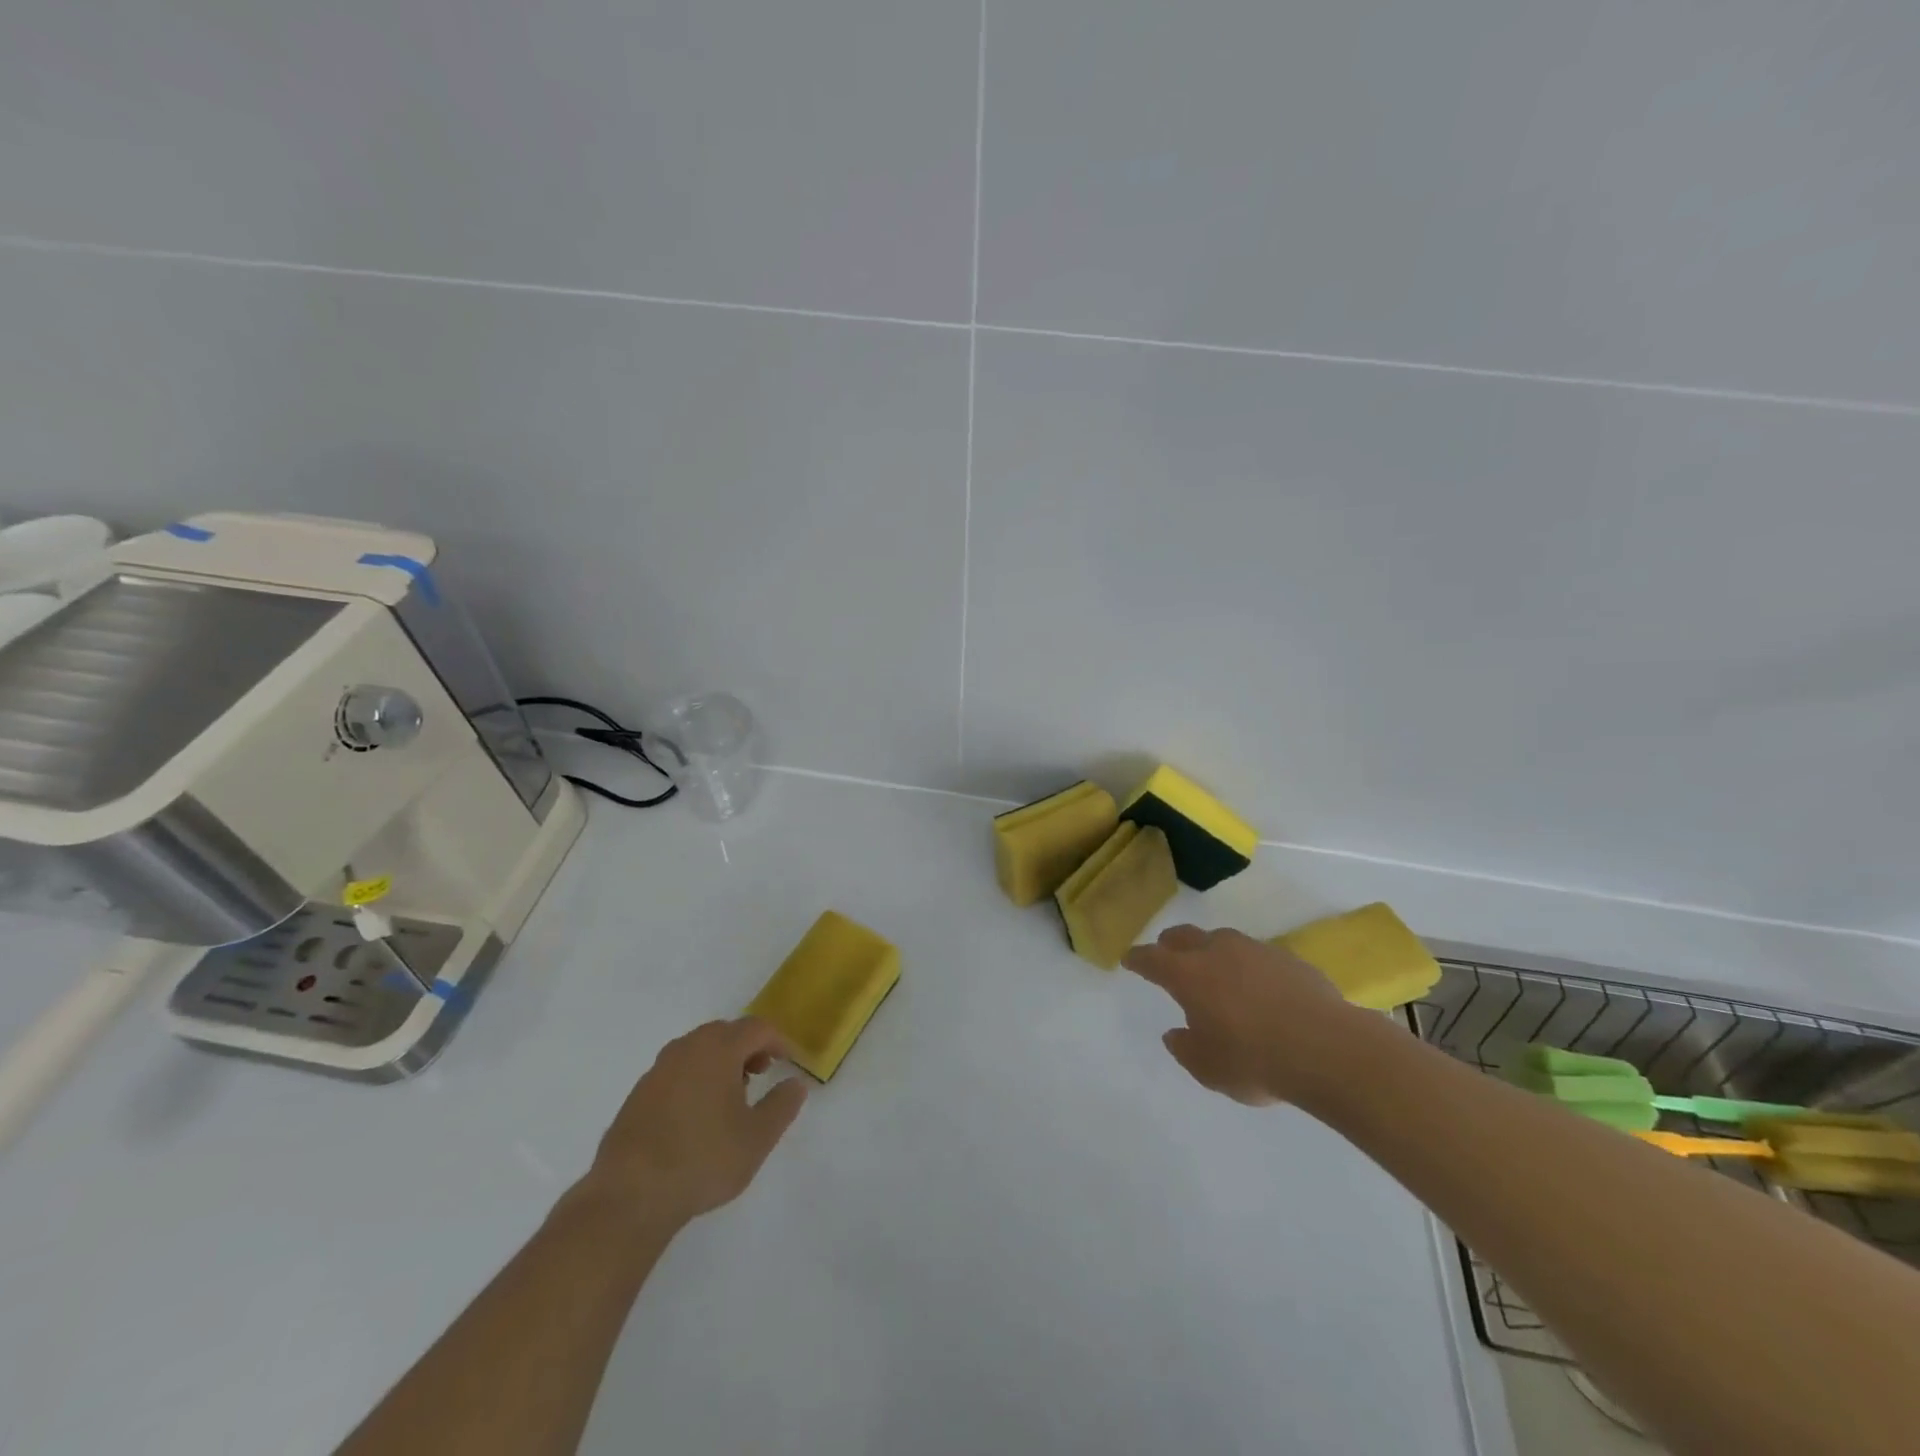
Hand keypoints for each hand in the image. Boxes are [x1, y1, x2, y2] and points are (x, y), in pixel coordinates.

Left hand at [581, 1018, 807, 1229]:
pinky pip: (676, 1071)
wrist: (629, 1196)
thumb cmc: (703, 1160)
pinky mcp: (638, 1094)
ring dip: (720, 1062)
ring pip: (698, 1050)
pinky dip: (695, 1078)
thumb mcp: (757, 1138)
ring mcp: (657, 1070)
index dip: (778, 1041)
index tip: (788, 1063)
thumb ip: (782, 1105)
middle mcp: (686, 1049)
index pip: (756, 1028)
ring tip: (731, 1097)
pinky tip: (697, 1116)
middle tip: (761, 1075)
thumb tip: (795, 1084)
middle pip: (725, 1032)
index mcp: (718, 1049)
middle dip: (748, 1047)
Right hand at [1123, 925, 1364, 1105]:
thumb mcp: (1209, 1069)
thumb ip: (1185, 1049)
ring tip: (1216, 972)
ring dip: (1211, 951)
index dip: (1138, 959)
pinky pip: (1257, 956)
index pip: (1152, 959)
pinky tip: (1259, 988)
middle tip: (1166, 954)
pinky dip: (1248, 966)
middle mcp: (1217, 952)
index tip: (1130, 960)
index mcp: (1188, 975)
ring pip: (1222, 941)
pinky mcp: (1289, 958)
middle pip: (1184, 936)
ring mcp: (1255, 951)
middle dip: (1170, 945)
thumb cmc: (1256, 1061)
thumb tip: (1176, 1033)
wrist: (1329, 1050)